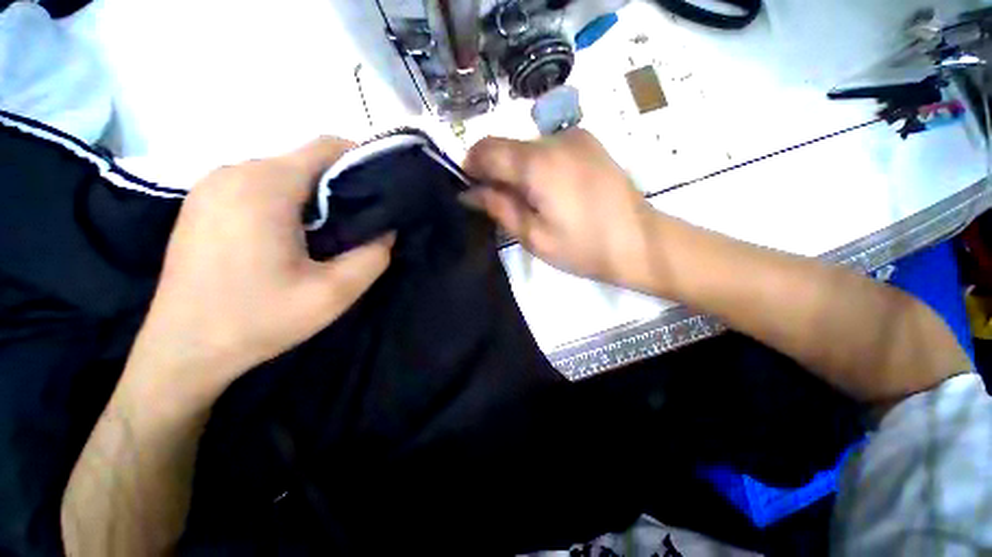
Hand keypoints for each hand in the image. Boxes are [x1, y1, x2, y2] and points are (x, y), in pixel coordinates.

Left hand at [131, 137, 393, 397]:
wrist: (182, 350)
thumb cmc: (257, 320)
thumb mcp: (333, 294)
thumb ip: (372, 257)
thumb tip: (386, 231)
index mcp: (265, 186)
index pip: (326, 147)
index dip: (363, 159)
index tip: (384, 187)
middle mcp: (234, 173)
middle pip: (305, 161)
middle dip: (341, 184)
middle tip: (363, 221)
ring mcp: (212, 185)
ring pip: (283, 173)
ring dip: (315, 195)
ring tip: (332, 232)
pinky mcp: (203, 202)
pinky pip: (258, 186)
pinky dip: (287, 201)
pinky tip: (294, 236)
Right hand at [464, 128, 658, 288]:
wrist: (640, 242)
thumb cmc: (583, 247)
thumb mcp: (533, 236)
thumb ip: (498, 207)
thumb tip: (469, 192)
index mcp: (538, 163)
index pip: (487, 149)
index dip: (471, 165)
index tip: (470, 188)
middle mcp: (556, 139)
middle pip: (507, 145)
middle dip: (494, 170)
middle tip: (500, 202)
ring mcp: (576, 137)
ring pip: (527, 146)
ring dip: (517, 169)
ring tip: (529, 201)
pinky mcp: (589, 143)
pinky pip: (548, 148)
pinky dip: (537, 165)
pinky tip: (550, 190)